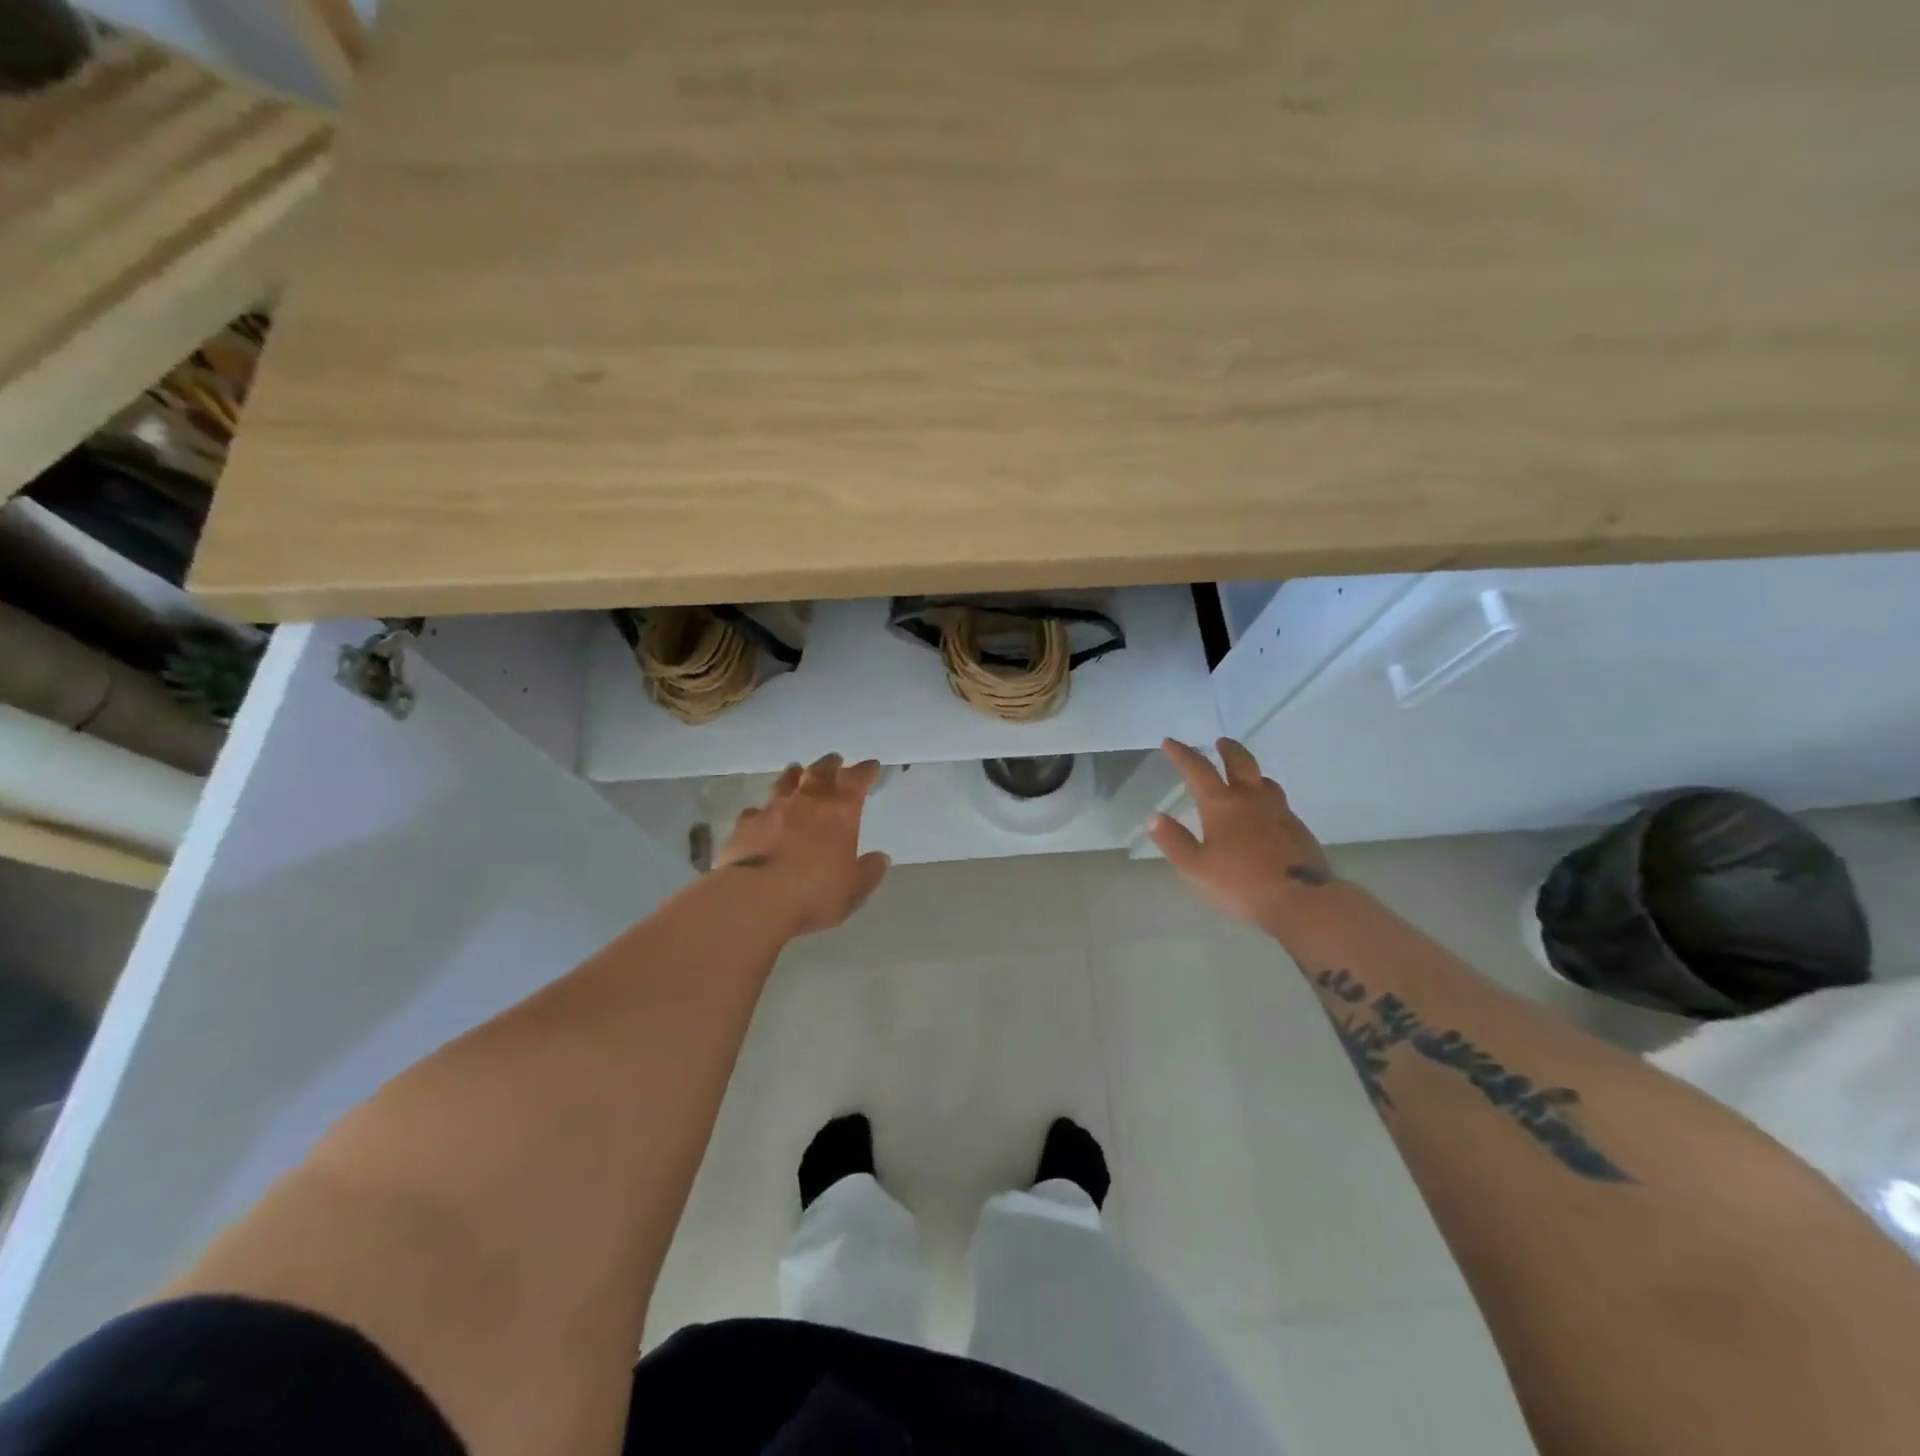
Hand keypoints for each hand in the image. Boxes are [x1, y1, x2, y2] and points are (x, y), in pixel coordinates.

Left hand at [715, 754, 890, 935]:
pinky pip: (755, 811)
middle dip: (830, 765)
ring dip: (793, 776)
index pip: (856, 780)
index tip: (871, 766)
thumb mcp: (853, 889)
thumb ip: (868, 872)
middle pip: (819, 772)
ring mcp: (772, 810)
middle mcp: (806, 802)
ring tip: (796, 771)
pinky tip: (759, 814)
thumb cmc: (814, 893)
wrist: (755, 899)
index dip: (865, 771)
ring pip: (785, 783)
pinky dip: (761, 810)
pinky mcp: (744, 825)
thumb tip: (880, 858)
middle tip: (835, 759)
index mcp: (840, 812)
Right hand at [1147, 738, 1334, 929]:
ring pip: (1265, 782)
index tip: (1170, 742)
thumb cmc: (1240, 883)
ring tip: (1245, 777)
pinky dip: (1267, 799)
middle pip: (1241, 763)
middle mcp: (1252, 799)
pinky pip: (1280, 804)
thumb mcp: (1195, 867)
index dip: (1182, 754)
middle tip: (1220, 742)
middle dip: (1228, 750)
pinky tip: (1264, 815)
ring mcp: (1280, 813)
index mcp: (1222, 804)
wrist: (1301, 901)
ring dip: (1251, 773)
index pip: (1198, 770)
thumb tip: (1154, 817)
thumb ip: (1174, 841)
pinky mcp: (1299, 830)